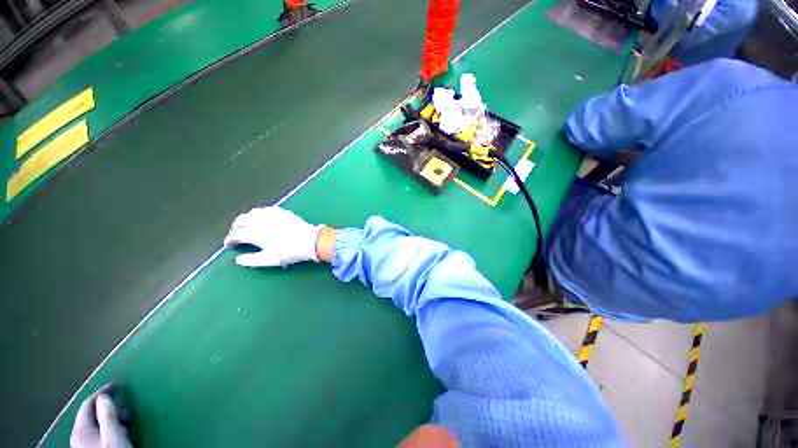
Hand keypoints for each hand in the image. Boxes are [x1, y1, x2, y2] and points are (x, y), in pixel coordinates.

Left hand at [70, 384, 131, 447]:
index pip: (88, 404)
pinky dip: (108, 430)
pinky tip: (118, 436)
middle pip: (90, 415)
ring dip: (110, 420)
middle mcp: (77, 436)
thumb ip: (107, 415)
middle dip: (109, 410)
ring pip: (94, 426)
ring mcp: (82, 446)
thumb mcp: (114, 435)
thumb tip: (104, 397)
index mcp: (80, 430)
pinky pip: (97, 434)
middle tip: (127, 413)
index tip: (118, 386)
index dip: (102, 392)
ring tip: (125, 425)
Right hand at [224, 206, 324, 266]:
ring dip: (247, 219)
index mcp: (255, 233)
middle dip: (236, 227)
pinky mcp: (282, 211)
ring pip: (252, 212)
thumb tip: (238, 260)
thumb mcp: (270, 260)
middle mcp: (260, 220)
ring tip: (248, 226)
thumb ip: (251, 260)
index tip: (230, 245)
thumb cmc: (289, 252)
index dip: (230, 240)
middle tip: (237, 234)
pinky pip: (265, 209)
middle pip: (241, 220)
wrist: (310, 240)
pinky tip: (263, 219)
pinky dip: (259, 214)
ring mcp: (272, 214)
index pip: (235, 234)